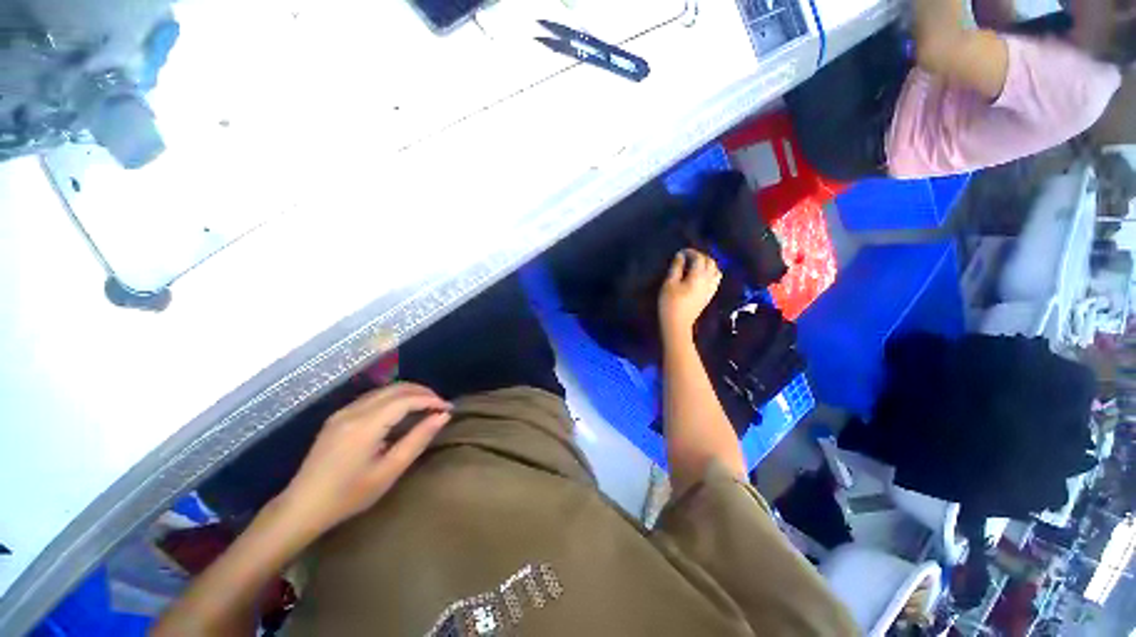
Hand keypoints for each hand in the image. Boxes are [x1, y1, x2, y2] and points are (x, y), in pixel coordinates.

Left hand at [275, 383, 451, 540]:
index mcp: (365, 425)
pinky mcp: (338, 417)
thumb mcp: (389, 471)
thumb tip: (443, 416)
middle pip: (396, 388)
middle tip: (440, 405)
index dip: (430, 400)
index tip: (448, 408)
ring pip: (384, 390)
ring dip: (409, 393)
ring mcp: (343, 412)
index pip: (406, 399)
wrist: (302, 508)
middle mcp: (353, 410)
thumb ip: (418, 440)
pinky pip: (373, 397)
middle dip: (422, 392)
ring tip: (426, 406)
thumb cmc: (349, 495)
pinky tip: (402, 410)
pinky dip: (394, 398)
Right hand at [659, 249, 721, 341]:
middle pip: (710, 262)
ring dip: (708, 264)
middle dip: (700, 256)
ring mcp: (711, 289)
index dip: (691, 252)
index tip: (681, 252)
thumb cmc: (670, 303)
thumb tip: (680, 256)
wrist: (677, 324)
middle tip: (688, 257)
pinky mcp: (709, 296)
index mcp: (698, 276)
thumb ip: (676, 267)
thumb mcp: (669, 283)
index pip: (699, 258)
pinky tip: (701, 276)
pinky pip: (715, 280)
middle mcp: (708, 280)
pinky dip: (710, 273)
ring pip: (716, 270)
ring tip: (696, 265)